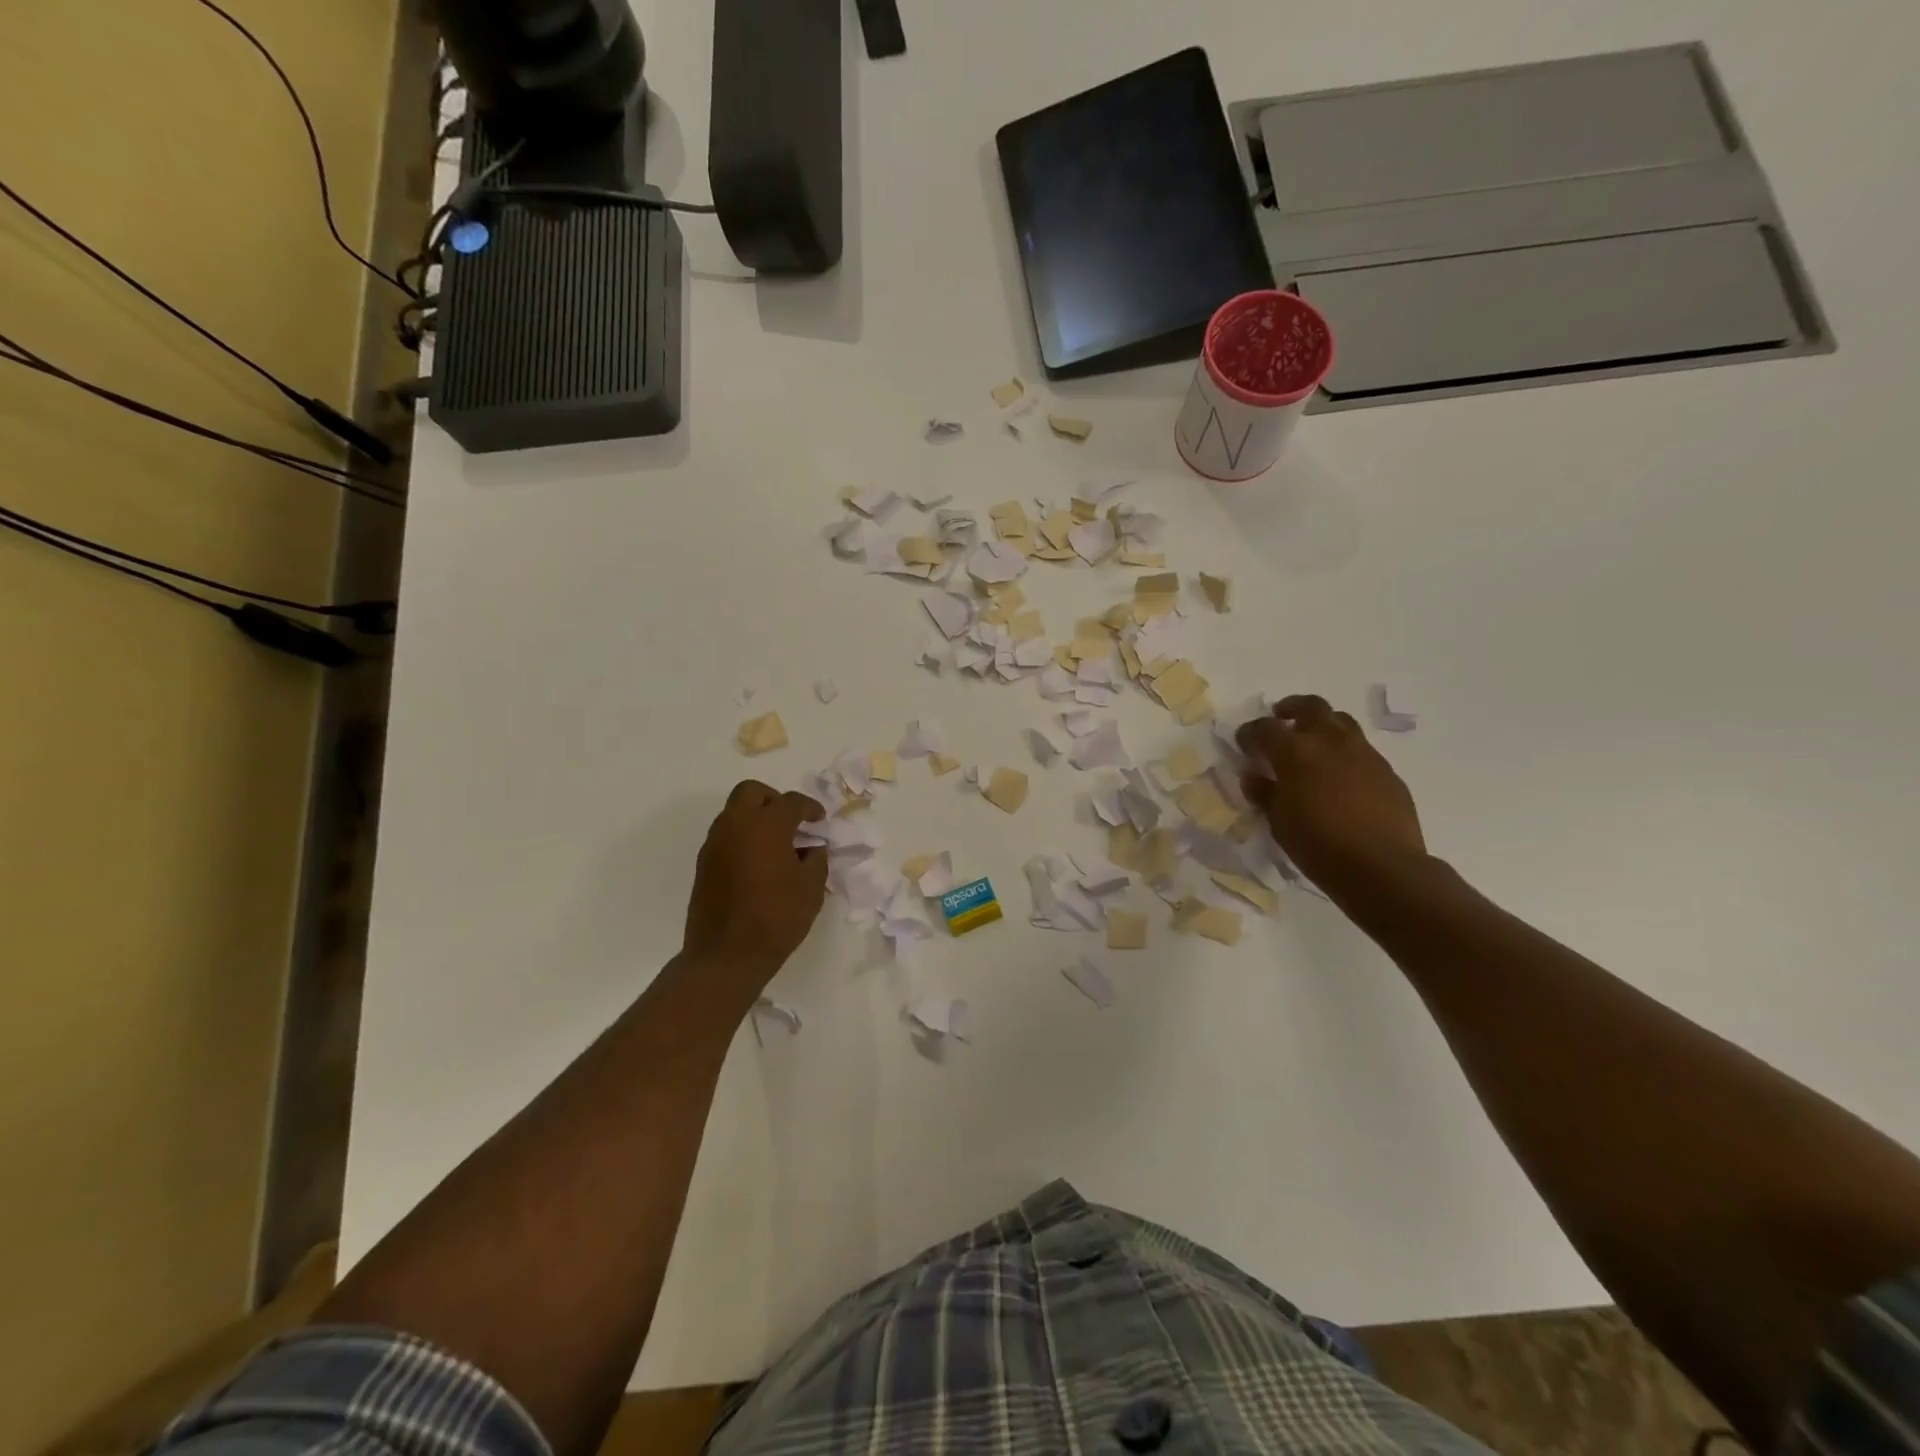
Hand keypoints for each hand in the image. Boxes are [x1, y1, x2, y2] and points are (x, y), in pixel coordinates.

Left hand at [681, 781, 828, 989]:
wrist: (725, 957)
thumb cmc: (776, 919)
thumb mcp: (811, 890)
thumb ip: (816, 860)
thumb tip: (811, 848)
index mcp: (766, 827)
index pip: (790, 802)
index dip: (810, 808)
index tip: (820, 820)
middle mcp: (735, 826)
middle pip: (752, 792)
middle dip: (774, 800)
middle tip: (791, 822)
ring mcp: (715, 844)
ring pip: (734, 812)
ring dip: (756, 818)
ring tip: (776, 845)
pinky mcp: (704, 863)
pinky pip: (725, 835)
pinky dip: (743, 837)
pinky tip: (758, 863)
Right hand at [1237, 695, 1425, 896]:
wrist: (1383, 867)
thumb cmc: (1319, 846)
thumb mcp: (1279, 822)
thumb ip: (1264, 793)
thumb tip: (1255, 777)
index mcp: (1295, 751)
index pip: (1264, 728)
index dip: (1249, 733)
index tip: (1243, 742)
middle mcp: (1330, 741)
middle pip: (1310, 707)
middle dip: (1291, 709)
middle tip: (1281, 719)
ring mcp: (1363, 753)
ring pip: (1340, 721)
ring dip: (1322, 725)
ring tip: (1312, 742)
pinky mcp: (1386, 770)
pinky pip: (1361, 749)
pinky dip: (1344, 752)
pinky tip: (1339, 775)